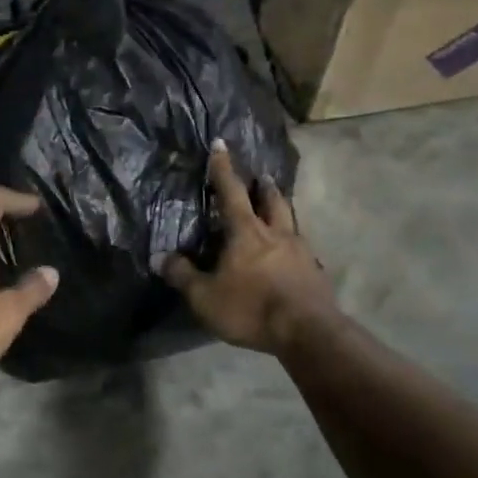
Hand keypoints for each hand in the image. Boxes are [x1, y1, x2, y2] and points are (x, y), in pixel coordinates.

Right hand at [164, 142, 339, 354]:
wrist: (308, 333)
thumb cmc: (251, 308)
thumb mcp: (205, 297)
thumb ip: (183, 276)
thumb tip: (161, 258)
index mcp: (246, 232)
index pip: (231, 192)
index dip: (223, 168)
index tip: (221, 144)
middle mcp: (276, 233)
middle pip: (272, 201)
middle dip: (263, 187)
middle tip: (261, 177)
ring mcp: (301, 252)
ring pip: (291, 222)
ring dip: (282, 211)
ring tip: (277, 210)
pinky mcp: (316, 274)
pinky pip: (303, 251)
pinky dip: (294, 246)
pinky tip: (292, 256)